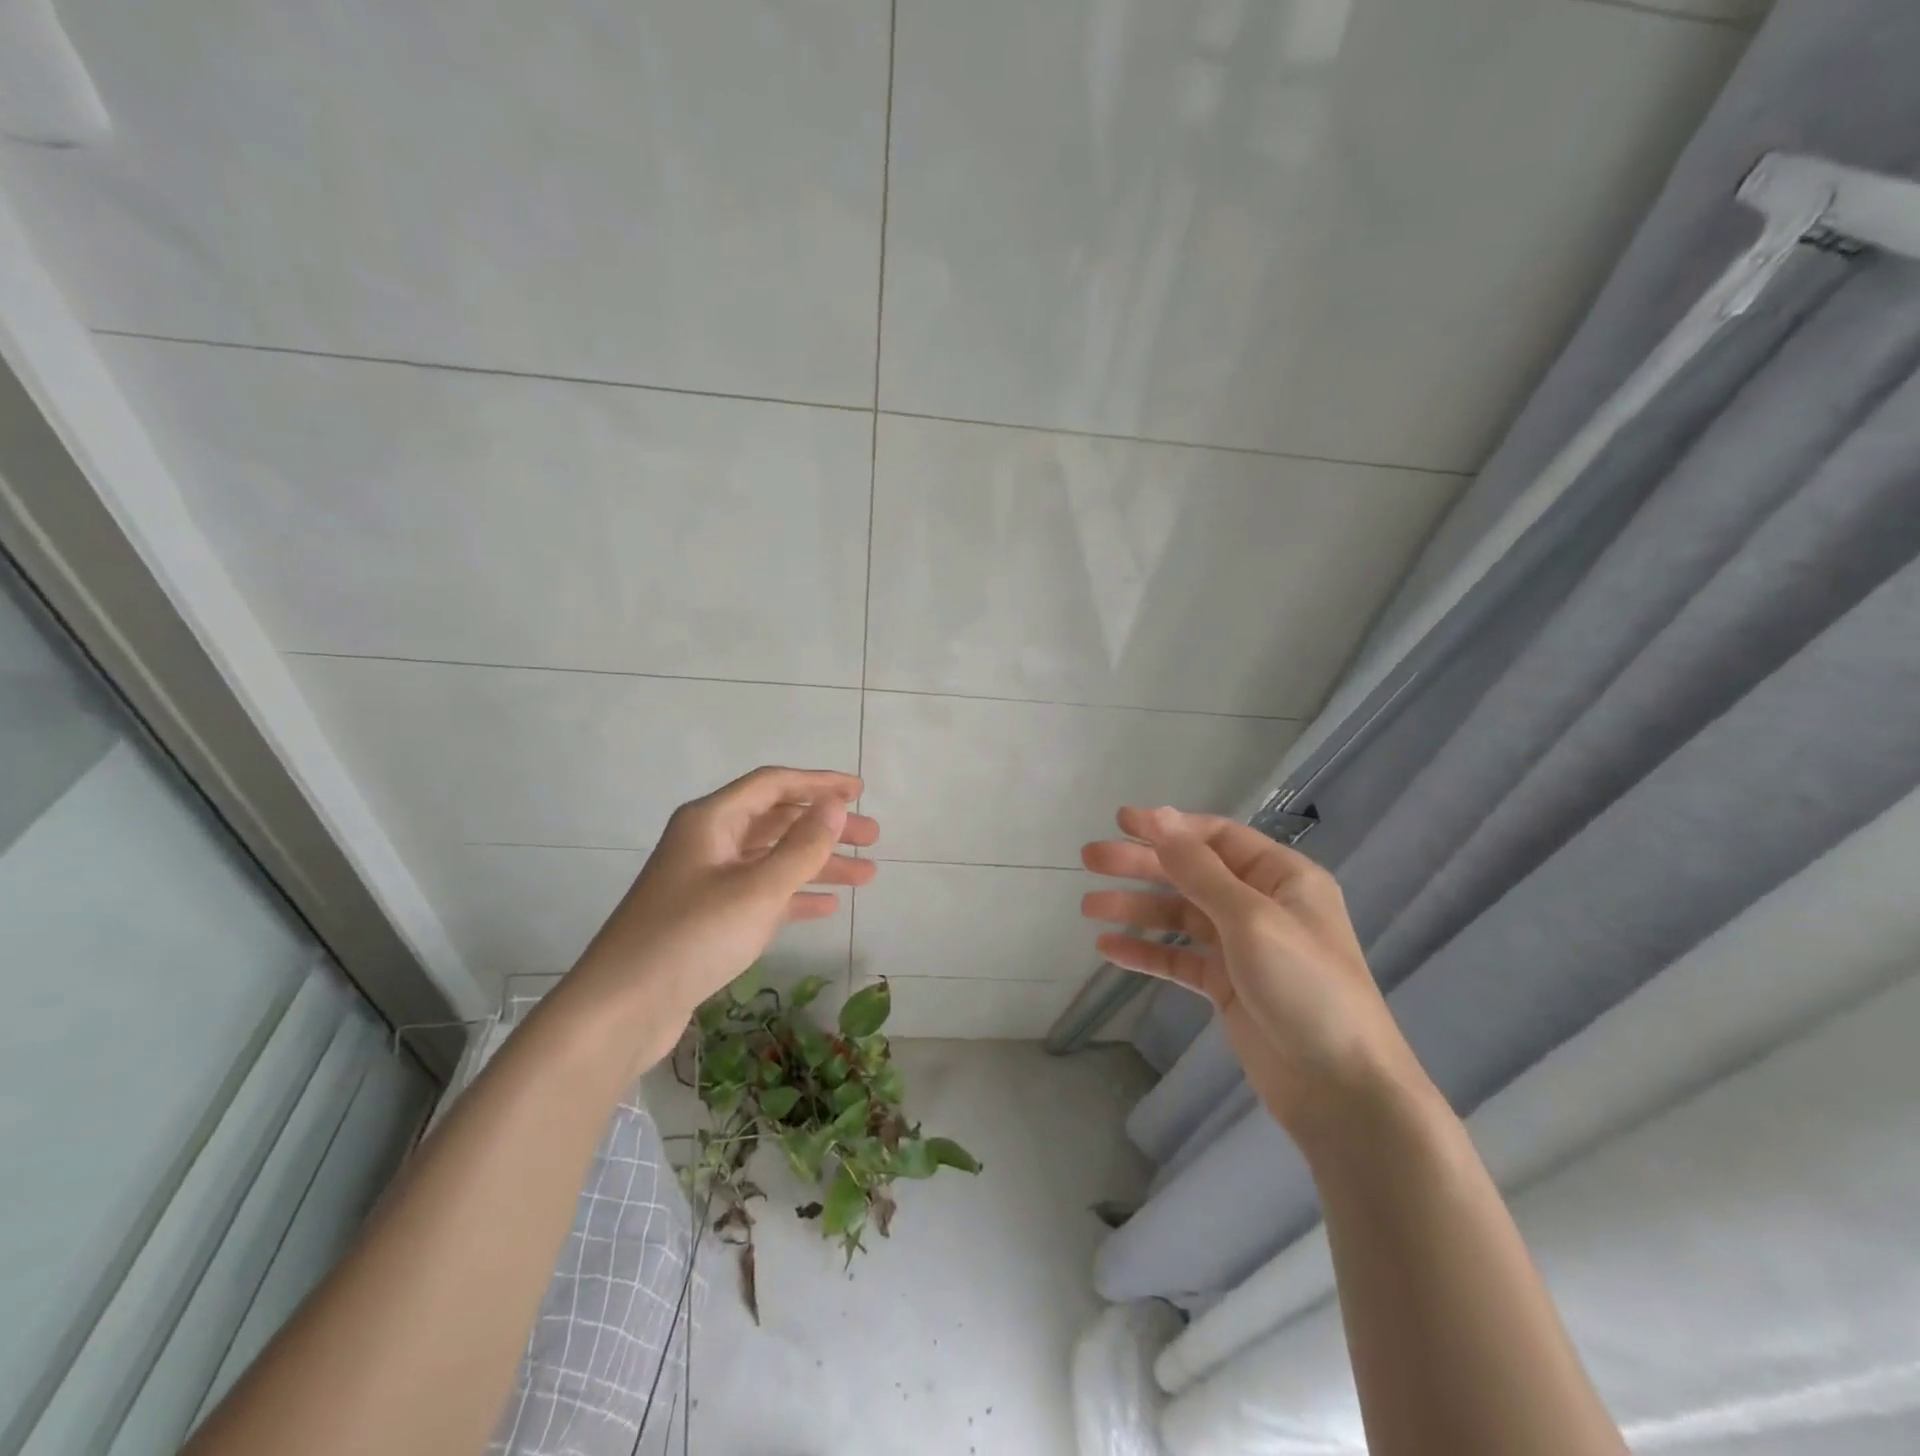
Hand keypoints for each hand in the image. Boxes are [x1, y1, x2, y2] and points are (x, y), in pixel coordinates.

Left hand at [563, 767, 877, 1068]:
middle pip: (776, 821)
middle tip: (873, 838)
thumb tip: (836, 806)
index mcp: (711, 821)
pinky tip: (827, 906)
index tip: (859, 791)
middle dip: (825, 827)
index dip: (819, 784)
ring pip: (772, 860)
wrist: (621, 1010)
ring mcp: (706, 881)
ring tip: (866, 876)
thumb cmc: (691, 937)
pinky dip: (794, 895)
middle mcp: (708, 842)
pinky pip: (761, 893)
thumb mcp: (757, 889)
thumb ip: (802, 846)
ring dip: (817, 864)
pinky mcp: (707, 918)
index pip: (773, 785)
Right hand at [1081, 807, 1426, 1138]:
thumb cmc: (1305, 987)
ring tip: (1089, 907)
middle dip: (1141, 865)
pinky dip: (1146, 951)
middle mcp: (1261, 905)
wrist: (1342, 1090)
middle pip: (1191, 873)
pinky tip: (1108, 950)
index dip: (1168, 827)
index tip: (1120, 823)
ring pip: (1180, 915)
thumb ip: (1199, 869)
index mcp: (1282, 877)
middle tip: (1090, 859)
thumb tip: (1159, 817)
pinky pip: (1179, 958)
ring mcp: (1243, 947)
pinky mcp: (1227, 986)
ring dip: (1136, 908)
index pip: (1216, 838)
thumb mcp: (1251, 918)